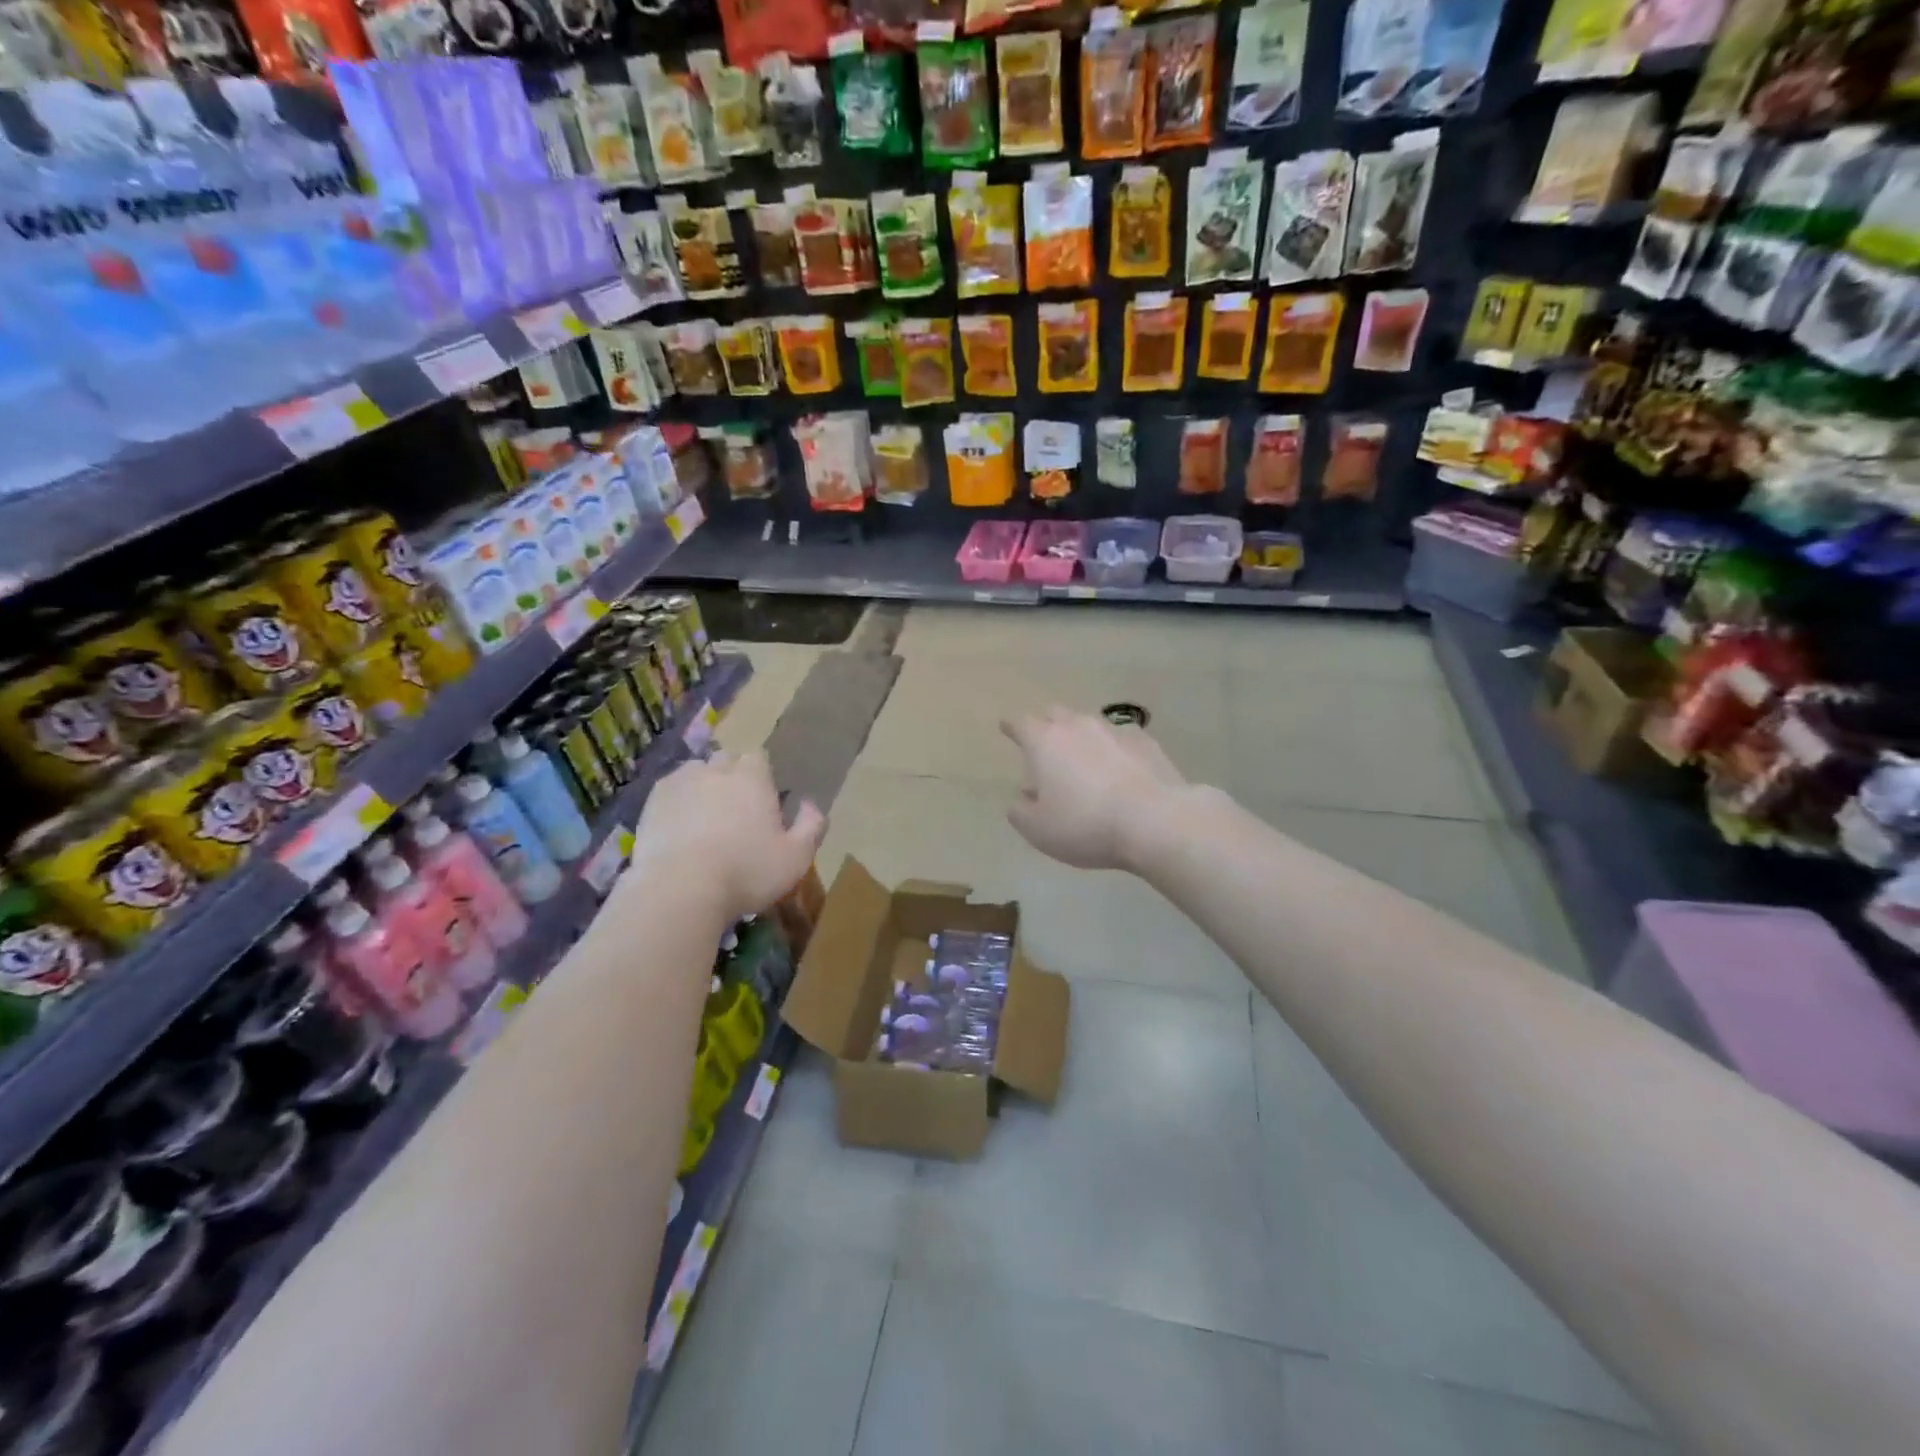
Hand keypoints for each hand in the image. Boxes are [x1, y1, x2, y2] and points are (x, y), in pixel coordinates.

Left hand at [628, 750, 825, 922]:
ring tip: (704, 820)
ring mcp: (679, 783)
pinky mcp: (650, 803)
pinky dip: (676, 804)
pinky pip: (669, 793)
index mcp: (752, 777)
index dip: (762, 777)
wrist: (679, 889)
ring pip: (695, 773)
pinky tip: (679, 830)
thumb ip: (811, 826)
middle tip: (735, 813)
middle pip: (726, 761)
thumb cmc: (746, 872)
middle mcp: (715, 769)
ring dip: (702, 788)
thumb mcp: (796, 857)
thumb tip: (810, 804)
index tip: (763, 802)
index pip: (759, 758)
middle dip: (731, 778)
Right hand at [1001, 709, 1189, 871]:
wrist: (1155, 821)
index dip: (1012, 727)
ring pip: (1089, 724)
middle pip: (1056, 715)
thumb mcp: (1038, 830)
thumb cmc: (1085, 824)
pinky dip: (1114, 749)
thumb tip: (1022, 800)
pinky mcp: (1146, 741)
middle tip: (1047, 748)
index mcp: (1045, 741)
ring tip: (1085, 762)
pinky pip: (1121, 738)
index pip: (1021, 724)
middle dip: (1047, 727)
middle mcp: (1077, 726)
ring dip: (1082, 738)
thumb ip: (1021, 812)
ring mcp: (1114, 730)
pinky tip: (1121, 769)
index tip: (1006, 728)